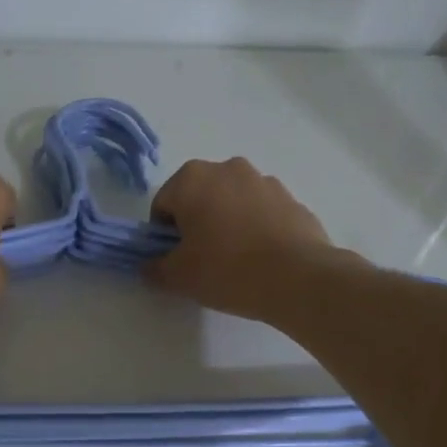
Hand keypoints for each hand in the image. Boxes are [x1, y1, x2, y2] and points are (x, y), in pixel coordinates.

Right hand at [146, 158, 338, 319]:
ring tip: (235, 261)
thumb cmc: (226, 270)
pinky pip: (260, 212)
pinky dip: (255, 229)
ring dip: (226, 223)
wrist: (298, 278)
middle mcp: (227, 168)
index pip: (162, 205)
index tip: (175, 260)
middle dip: (195, 224)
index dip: (162, 235)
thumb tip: (149, 266)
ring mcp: (264, 180)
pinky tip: (260, 259)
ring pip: (231, 202)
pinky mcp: (291, 198)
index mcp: (192, 179)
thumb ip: (155, 268)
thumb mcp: (178, 277)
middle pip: (198, 197)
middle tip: (202, 260)